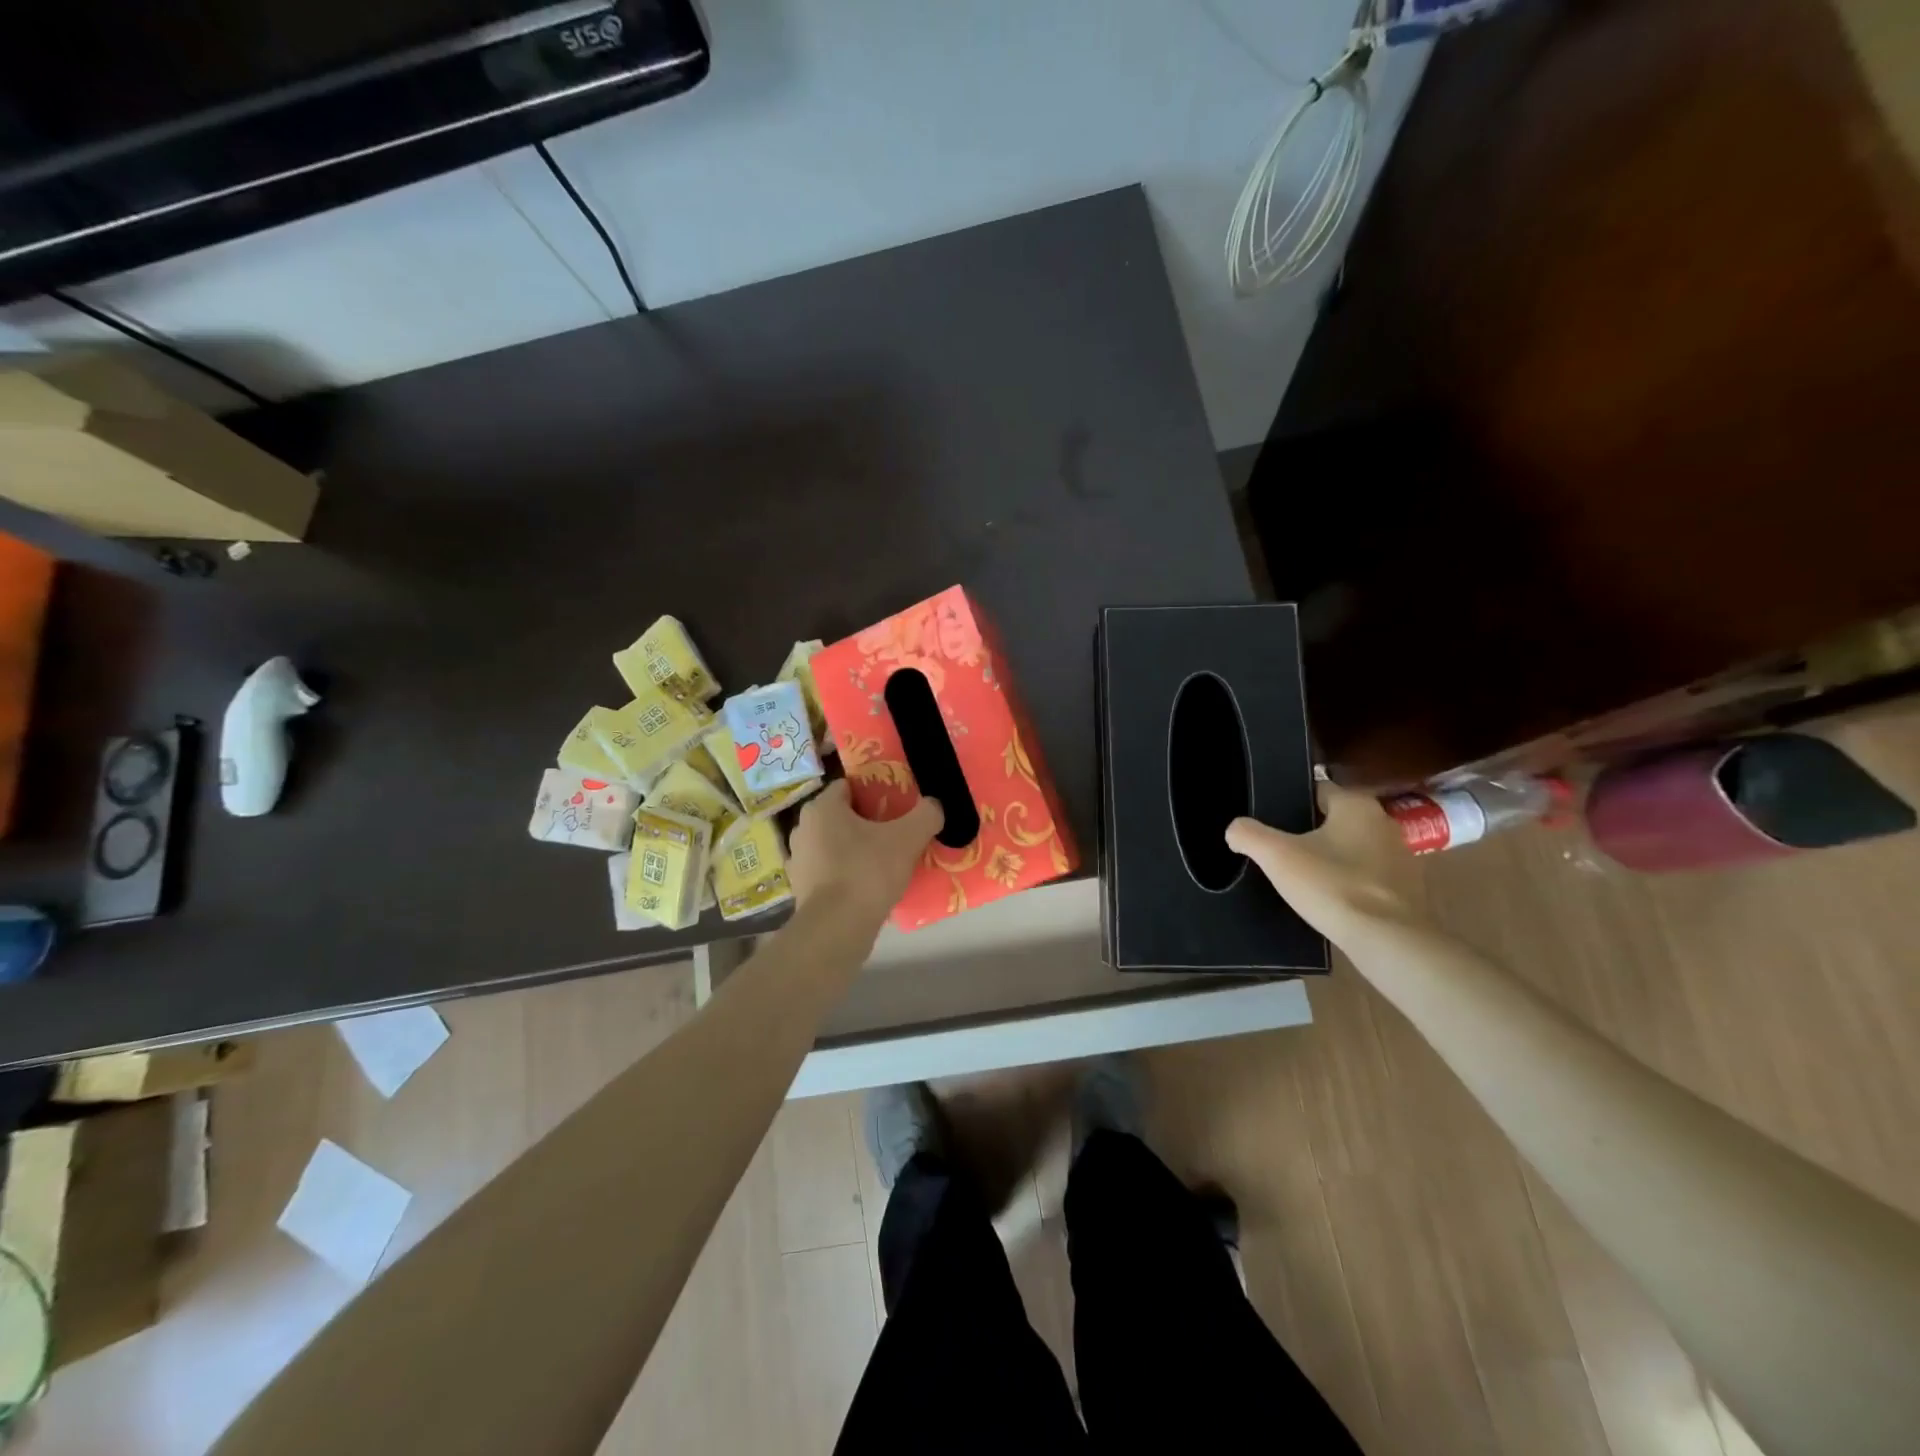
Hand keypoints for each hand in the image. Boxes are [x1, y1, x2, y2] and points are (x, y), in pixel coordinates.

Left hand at [789, 781, 943, 934]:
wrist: (836, 928)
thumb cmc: (867, 872)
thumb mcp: (908, 838)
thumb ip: (926, 815)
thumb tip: (935, 805)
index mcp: (822, 808)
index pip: (848, 787)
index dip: (874, 792)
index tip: (896, 806)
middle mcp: (803, 828)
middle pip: (841, 816)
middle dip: (866, 822)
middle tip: (895, 833)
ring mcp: (798, 860)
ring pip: (833, 844)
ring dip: (854, 849)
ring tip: (883, 862)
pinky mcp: (800, 889)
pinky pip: (829, 871)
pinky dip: (845, 874)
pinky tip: (867, 886)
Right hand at [1225, 782, 1426, 945]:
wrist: (1389, 942)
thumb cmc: (1333, 886)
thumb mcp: (1276, 856)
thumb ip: (1248, 835)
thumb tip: (1235, 830)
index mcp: (1357, 805)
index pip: (1317, 790)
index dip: (1290, 803)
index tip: (1269, 820)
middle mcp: (1384, 824)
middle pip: (1334, 821)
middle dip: (1308, 833)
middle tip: (1278, 851)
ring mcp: (1400, 859)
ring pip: (1351, 850)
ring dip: (1329, 860)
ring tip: (1299, 878)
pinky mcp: (1406, 891)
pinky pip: (1366, 878)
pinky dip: (1346, 884)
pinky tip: (1327, 901)